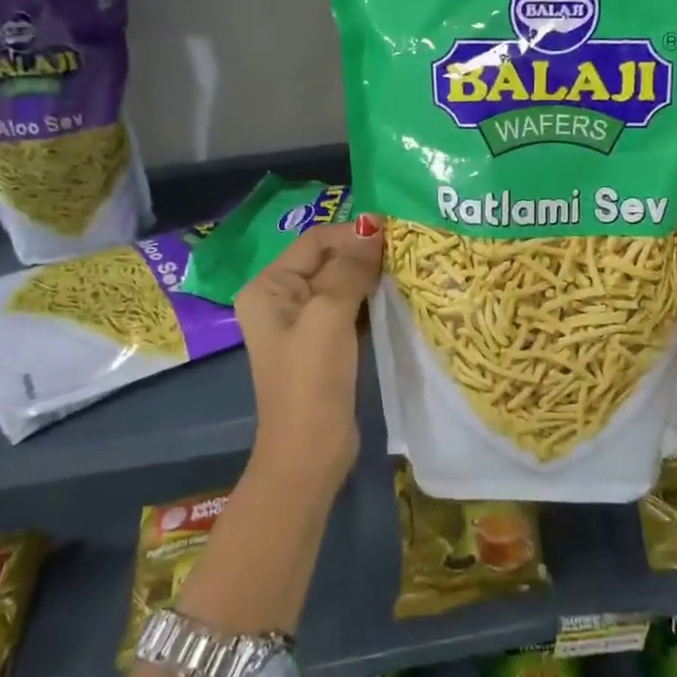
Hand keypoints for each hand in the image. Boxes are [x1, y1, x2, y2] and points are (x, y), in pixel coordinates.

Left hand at [235, 214, 383, 491]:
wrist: (309, 453)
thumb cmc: (311, 380)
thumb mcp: (329, 316)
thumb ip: (350, 268)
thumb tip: (373, 223)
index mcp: (269, 286)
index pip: (315, 240)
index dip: (353, 232)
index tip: (396, 231)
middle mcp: (281, 298)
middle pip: (328, 259)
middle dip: (364, 253)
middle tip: (407, 249)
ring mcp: (303, 322)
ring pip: (341, 283)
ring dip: (370, 275)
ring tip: (408, 268)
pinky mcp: (324, 343)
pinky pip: (348, 307)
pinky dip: (371, 299)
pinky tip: (397, 296)